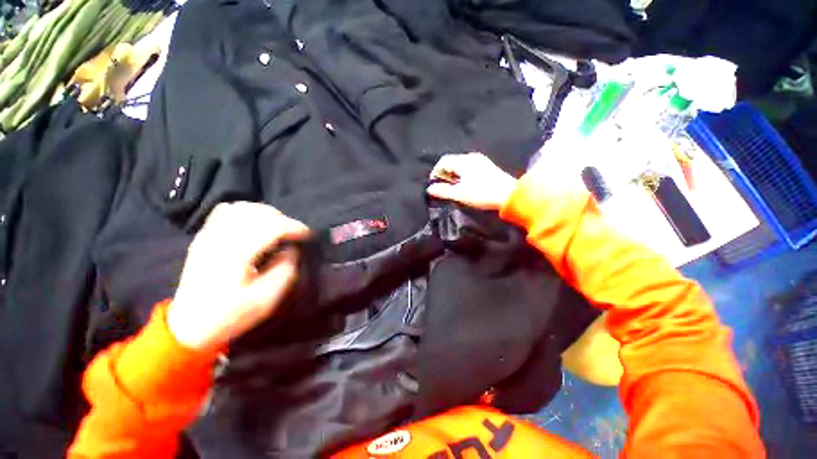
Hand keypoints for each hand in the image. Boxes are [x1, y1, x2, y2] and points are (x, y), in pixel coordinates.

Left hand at [167, 202, 309, 351]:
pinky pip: (226, 211)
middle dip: (283, 219)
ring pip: (242, 208)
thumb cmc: (230, 315)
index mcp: (235, 256)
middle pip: (257, 213)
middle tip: (294, 233)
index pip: (271, 227)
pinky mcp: (204, 237)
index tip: (307, 235)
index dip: (294, 227)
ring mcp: (208, 236)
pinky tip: (255, 223)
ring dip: (266, 213)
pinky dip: (246, 212)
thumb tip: (291, 249)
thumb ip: (285, 270)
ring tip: (278, 227)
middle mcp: (220, 239)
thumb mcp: (267, 300)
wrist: (189, 325)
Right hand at [426, 153, 517, 210]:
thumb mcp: (459, 194)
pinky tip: (465, 185)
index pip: (443, 161)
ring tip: (453, 188)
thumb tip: (430, 189)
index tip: (433, 184)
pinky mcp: (487, 167)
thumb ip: (443, 191)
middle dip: (444, 174)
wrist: (509, 195)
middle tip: (443, 187)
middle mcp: (471, 157)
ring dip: (453, 175)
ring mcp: (481, 161)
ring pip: (460, 165)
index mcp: (463, 161)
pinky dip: (462, 175)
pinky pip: (469, 167)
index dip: (435, 172)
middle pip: (452, 162)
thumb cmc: (482, 194)